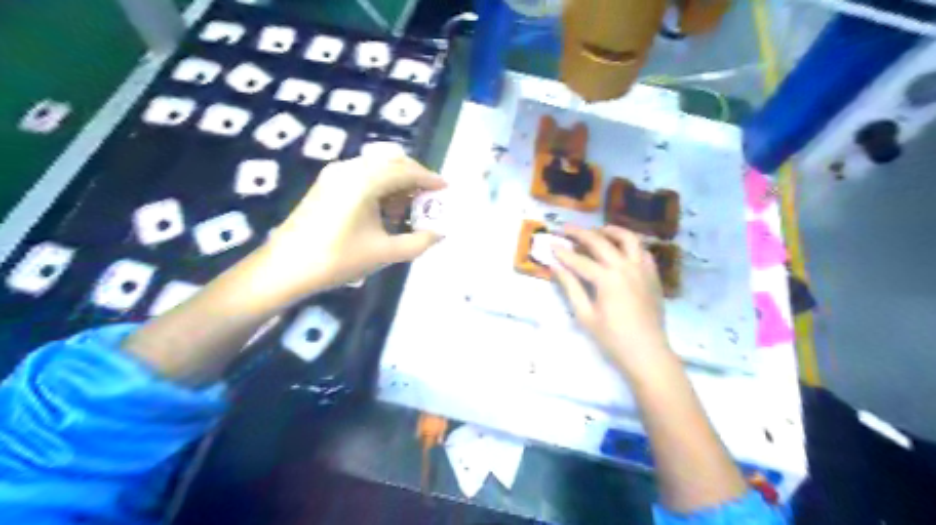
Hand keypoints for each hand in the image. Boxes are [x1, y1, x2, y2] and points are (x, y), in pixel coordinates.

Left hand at [261, 154, 447, 299]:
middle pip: (392, 162)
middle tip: (429, 198)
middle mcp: (350, 168)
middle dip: (414, 178)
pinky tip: (384, 210)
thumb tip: (440, 234)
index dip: (429, 179)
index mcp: (364, 181)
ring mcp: (335, 174)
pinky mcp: (326, 183)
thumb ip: (418, 242)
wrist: (285, 268)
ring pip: (377, 167)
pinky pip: (362, 175)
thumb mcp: (384, 253)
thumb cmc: (337, 259)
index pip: (405, 171)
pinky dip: (380, 186)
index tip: (446, 188)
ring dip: (397, 182)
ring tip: (407, 209)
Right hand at [550, 223, 673, 373]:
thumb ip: (570, 287)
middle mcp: (625, 267)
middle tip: (565, 229)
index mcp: (607, 279)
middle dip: (580, 233)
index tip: (550, 244)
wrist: (647, 353)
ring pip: (628, 238)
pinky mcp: (653, 275)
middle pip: (600, 242)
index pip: (579, 260)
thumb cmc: (612, 338)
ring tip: (598, 231)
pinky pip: (643, 251)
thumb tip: (555, 266)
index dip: (562, 252)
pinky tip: (621, 248)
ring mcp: (642, 269)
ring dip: (611, 231)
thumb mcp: (585, 315)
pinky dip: (631, 244)